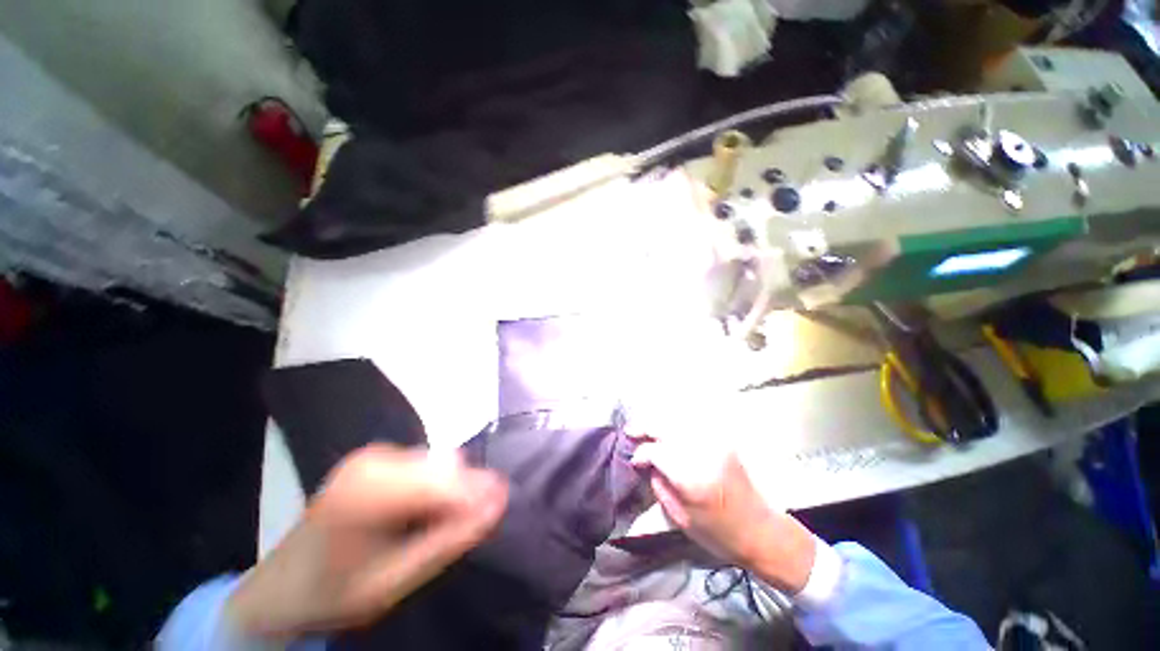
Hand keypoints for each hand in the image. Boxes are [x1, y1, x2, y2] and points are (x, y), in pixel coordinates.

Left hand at [228, 444, 507, 636]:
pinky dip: (433, 484)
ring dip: (448, 490)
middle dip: (462, 493)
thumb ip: (449, 539)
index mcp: (368, 493)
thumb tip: (497, 502)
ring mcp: (373, 453)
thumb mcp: (395, 581)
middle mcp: (373, 460)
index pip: (445, 480)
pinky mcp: (376, 455)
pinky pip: (425, 462)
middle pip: (445, 465)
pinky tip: (416, 511)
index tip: (498, 509)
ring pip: (438, 461)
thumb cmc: (335, 591)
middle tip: (459, 529)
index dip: (477, 493)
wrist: (280, 586)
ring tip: (432, 525)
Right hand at [630, 431, 815, 593]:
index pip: (657, 451)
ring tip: (645, 429)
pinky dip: (676, 424)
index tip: (634, 460)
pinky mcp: (722, 441)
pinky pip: (692, 425)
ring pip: (678, 421)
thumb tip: (648, 464)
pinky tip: (667, 430)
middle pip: (666, 427)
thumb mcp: (681, 519)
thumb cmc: (720, 534)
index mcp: (693, 478)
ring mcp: (715, 443)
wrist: (762, 531)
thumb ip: (660, 486)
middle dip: (645, 426)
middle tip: (630, 431)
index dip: (641, 453)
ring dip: (659, 423)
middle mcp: (703, 453)